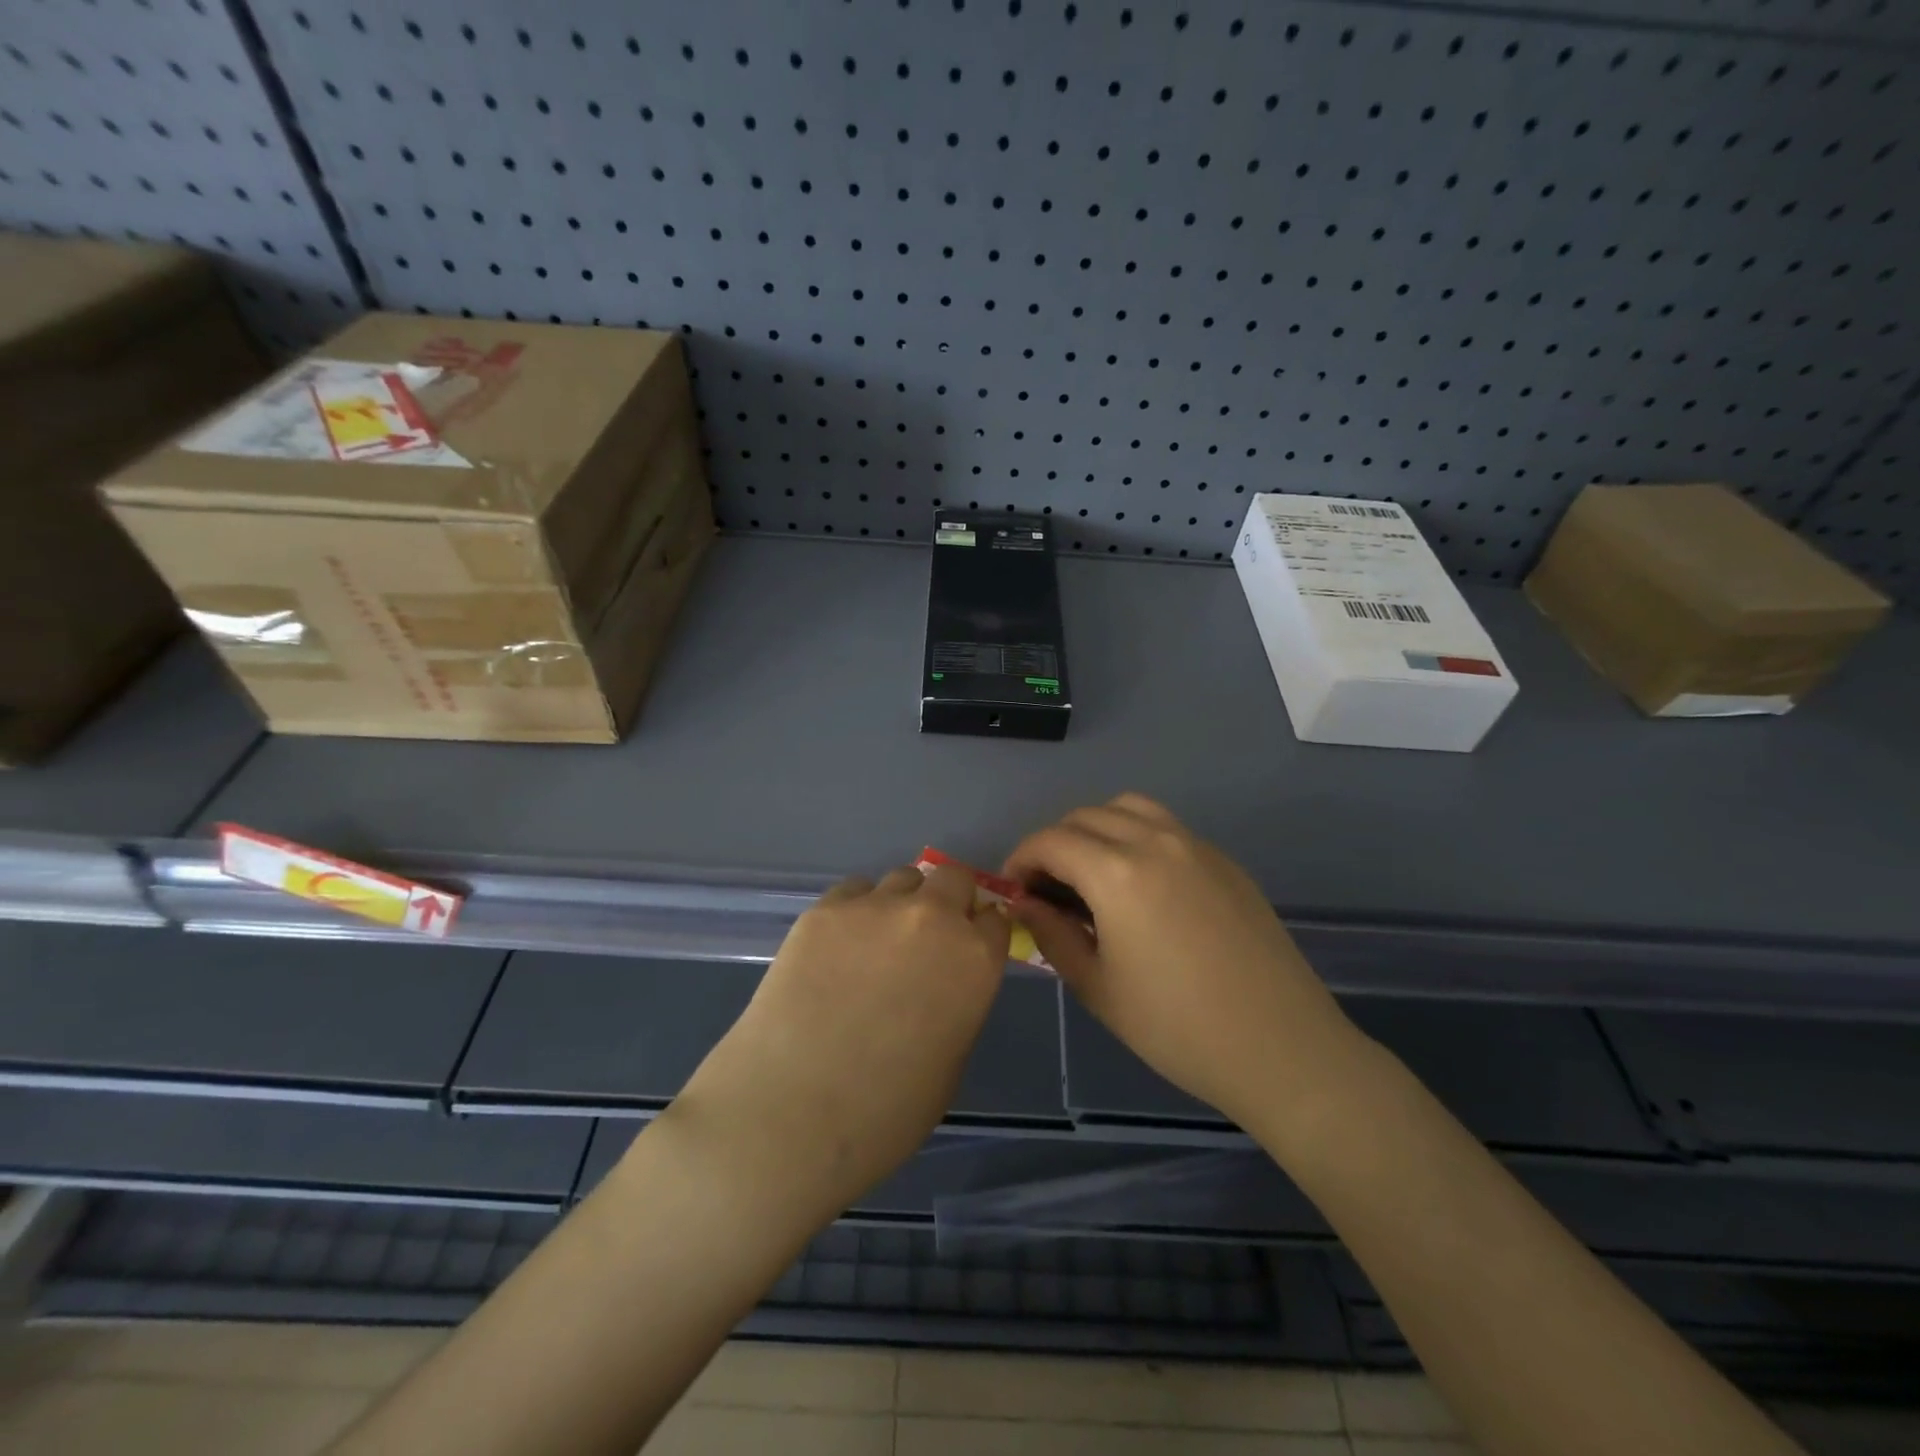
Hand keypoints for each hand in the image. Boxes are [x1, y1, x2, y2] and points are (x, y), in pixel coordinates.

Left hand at [668, 863, 1009, 1220]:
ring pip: (902, 879)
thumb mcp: (950, 1063)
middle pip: (954, 879)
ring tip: (875, 946)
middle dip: (950, 901)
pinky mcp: (824, 910)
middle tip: (927, 939)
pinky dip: (855, 912)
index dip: (982, 933)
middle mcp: (932, 918)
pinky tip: (835, 951)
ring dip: (901, 903)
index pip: (996, 921)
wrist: (791, 1113)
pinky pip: (853, 893)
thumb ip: (958, 1004)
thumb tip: (943, 984)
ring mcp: (875, 908)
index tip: (969, 948)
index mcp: (974, 960)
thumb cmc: (885, 1112)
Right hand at [1004, 794, 1358, 1128]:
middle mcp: (1155, 842)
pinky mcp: (1224, 860)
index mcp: (1118, 873)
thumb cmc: (1177, 1028)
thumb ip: (1052, 935)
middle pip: (1086, 816)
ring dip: (1096, 829)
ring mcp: (1196, 845)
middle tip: (1047, 889)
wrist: (1281, 1048)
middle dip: (1054, 844)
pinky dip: (1136, 836)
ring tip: (1091, 874)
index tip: (1014, 890)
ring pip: (1129, 808)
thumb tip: (1024, 903)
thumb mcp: (1098, 987)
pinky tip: (1140, 885)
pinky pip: (1166, 827)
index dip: (1021, 859)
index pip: (1051, 841)